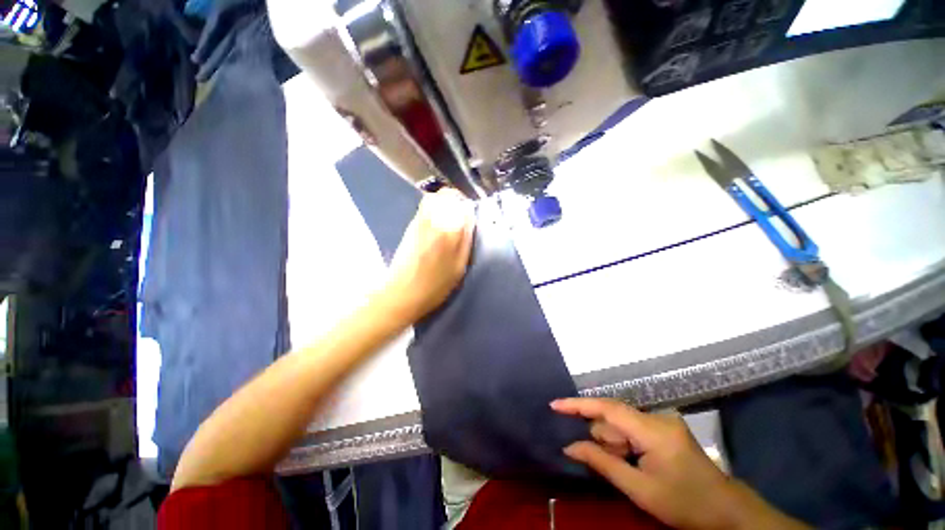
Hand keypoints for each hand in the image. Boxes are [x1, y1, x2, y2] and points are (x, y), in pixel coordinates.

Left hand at [383, 189, 475, 322]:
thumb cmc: (436, 285)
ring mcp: (420, 220)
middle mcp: (434, 219)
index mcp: (450, 231)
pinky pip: (425, 206)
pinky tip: (437, 222)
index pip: (464, 206)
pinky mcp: (410, 225)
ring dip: (444, 202)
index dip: (469, 209)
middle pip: (448, 196)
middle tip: (461, 215)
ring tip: (449, 217)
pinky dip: (434, 207)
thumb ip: (466, 240)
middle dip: (457, 201)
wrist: (403, 293)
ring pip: (435, 198)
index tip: (471, 218)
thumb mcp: (460, 266)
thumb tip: (469, 219)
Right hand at [552, 398, 808, 529]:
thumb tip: (570, 447)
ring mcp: (663, 422)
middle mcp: (656, 417)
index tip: (554, 405)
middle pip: (614, 418)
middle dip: (602, 438)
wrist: (727, 513)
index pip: (607, 408)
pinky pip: (633, 430)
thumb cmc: (685, 504)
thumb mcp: (640, 489)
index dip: (578, 405)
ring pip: (622, 425)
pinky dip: (625, 445)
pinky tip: (634, 464)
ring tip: (628, 470)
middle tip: (604, 464)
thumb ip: (602, 463)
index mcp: (653, 429)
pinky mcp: (665, 429)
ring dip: (615, 444)